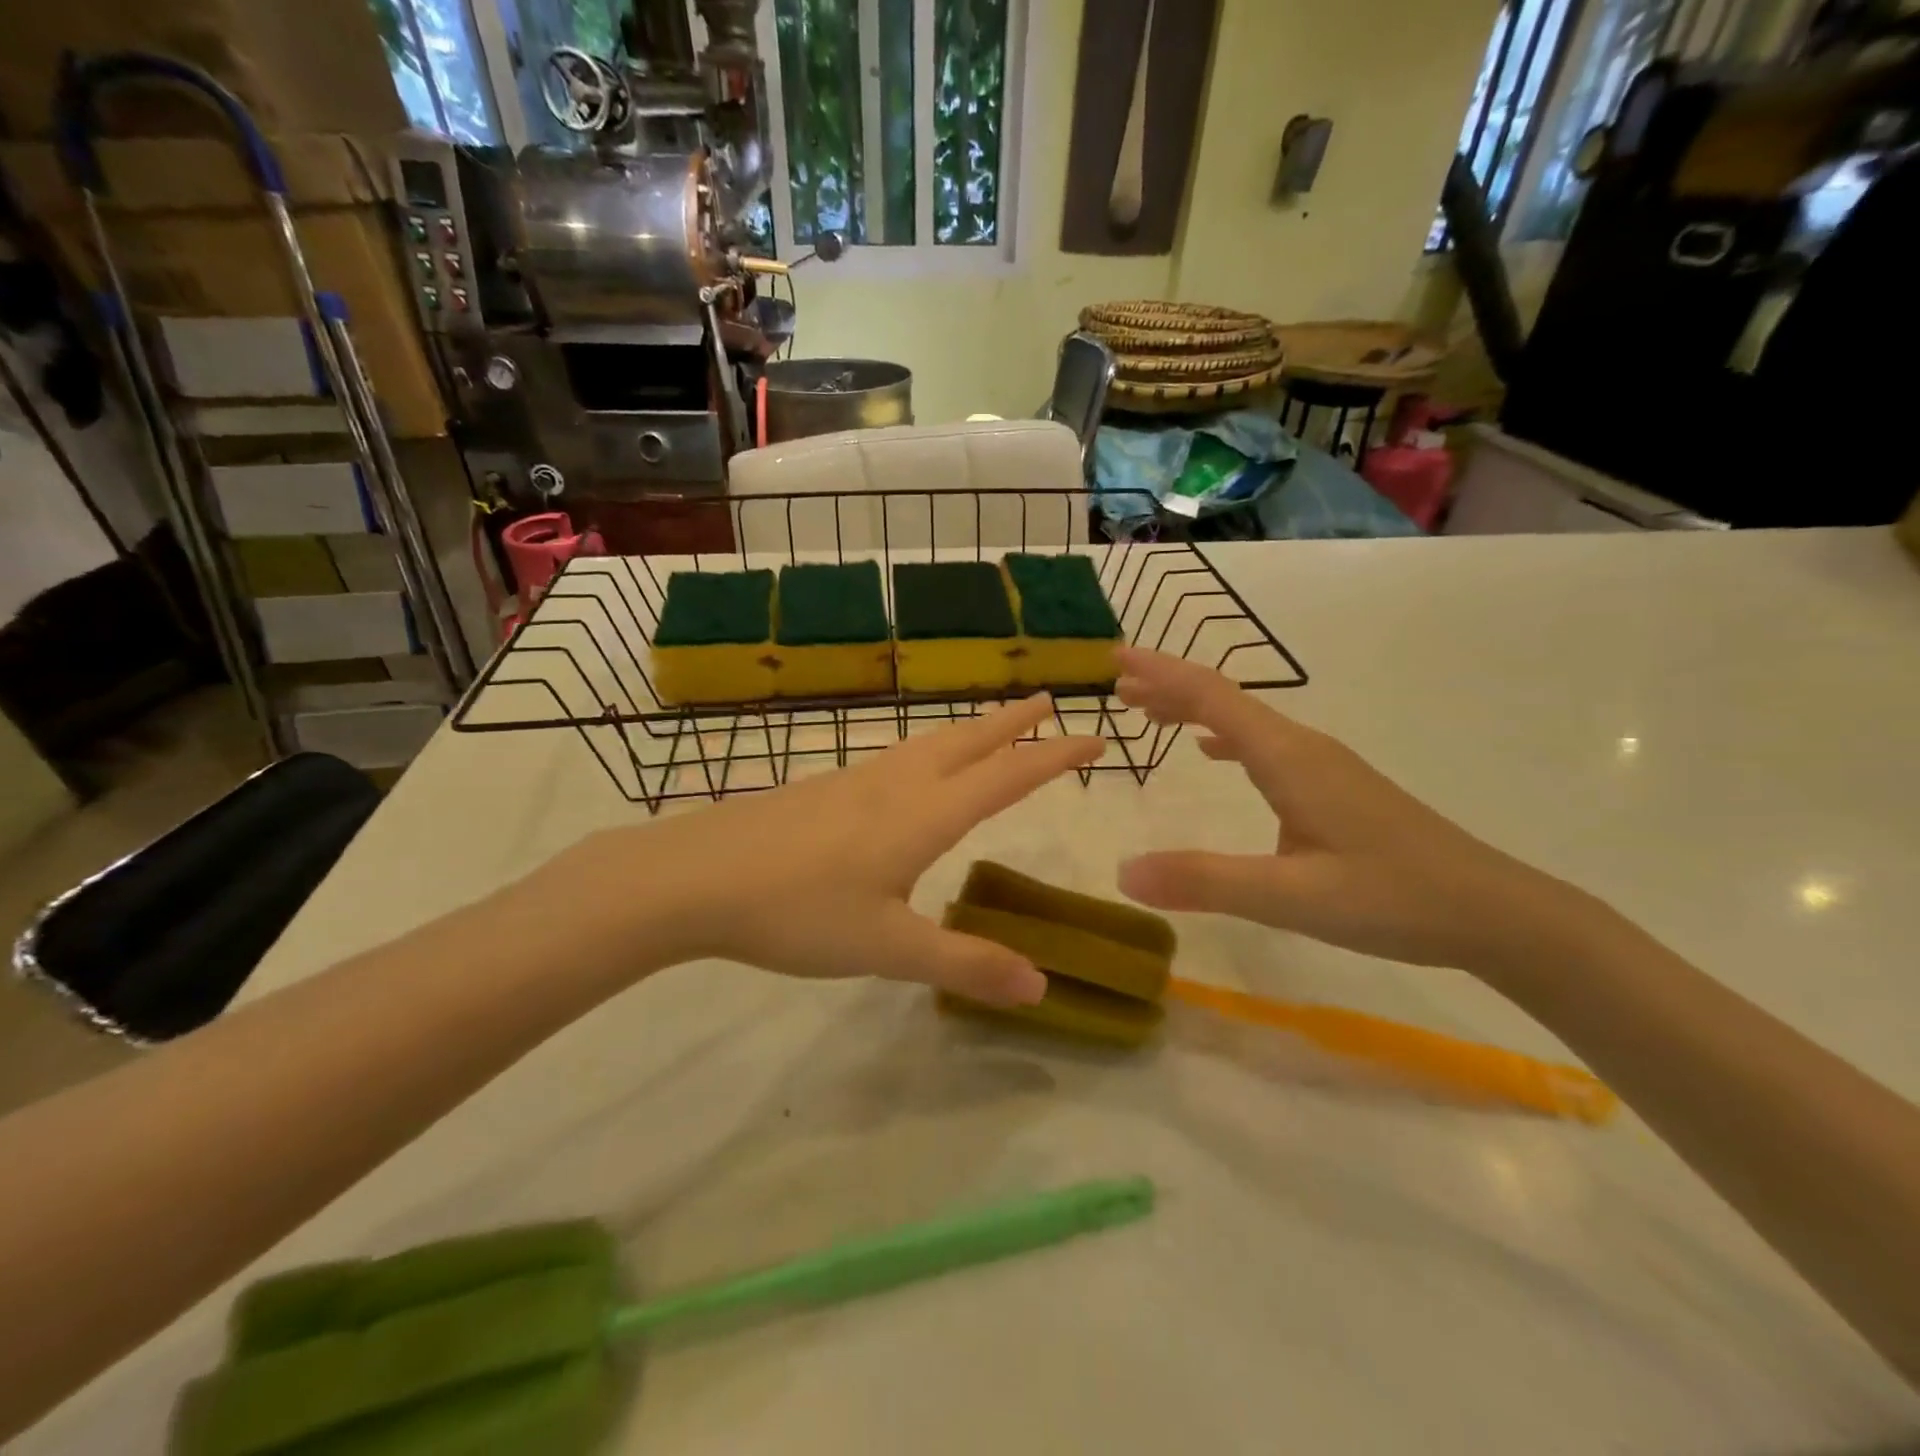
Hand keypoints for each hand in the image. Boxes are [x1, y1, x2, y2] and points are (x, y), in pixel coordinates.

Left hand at [566, 694, 1103, 1005]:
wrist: (694, 877)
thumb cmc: (797, 911)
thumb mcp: (886, 948)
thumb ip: (964, 963)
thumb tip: (1042, 987)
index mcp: (924, 814)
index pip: (1008, 776)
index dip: (1055, 756)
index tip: (1096, 738)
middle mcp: (897, 783)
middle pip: (969, 741)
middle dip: (1014, 722)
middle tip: (1048, 701)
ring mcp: (856, 780)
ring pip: (930, 742)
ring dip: (971, 730)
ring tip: (991, 729)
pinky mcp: (825, 787)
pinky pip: (896, 756)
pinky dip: (930, 748)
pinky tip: (913, 769)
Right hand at [1112, 647, 1593, 975]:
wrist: (1493, 912)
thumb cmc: (1393, 898)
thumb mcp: (1290, 897)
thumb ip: (1205, 881)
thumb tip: (1122, 873)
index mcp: (1288, 757)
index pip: (1212, 698)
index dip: (1161, 673)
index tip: (1115, 657)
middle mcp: (1303, 748)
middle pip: (1224, 700)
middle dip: (1168, 686)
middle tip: (1117, 685)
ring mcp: (1322, 765)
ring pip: (1243, 722)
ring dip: (1192, 710)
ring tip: (1147, 712)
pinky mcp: (1333, 787)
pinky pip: (1262, 745)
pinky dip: (1223, 736)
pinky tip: (1212, 752)